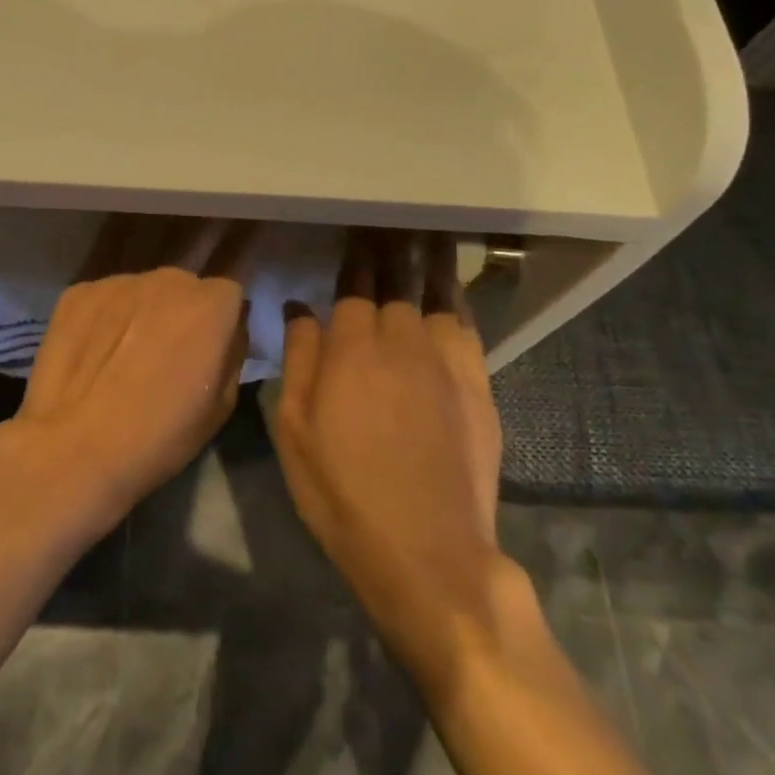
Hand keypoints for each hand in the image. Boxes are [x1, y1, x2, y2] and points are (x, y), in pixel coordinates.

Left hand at [0, 215, 251, 530]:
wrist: (76, 447)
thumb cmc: (160, 435)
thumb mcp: (222, 405)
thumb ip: (232, 352)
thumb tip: (227, 331)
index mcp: (210, 304)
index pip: (228, 296)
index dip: (219, 325)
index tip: (206, 354)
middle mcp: (167, 279)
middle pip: (183, 288)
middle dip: (180, 314)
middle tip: (165, 357)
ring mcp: (117, 282)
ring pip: (142, 291)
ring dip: (141, 314)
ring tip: (122, 358)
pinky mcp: (77, 292)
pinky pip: (104, 299)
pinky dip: (104, 319)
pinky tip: (93, 356)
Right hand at [274, 230, 511, 678]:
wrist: (426, 549)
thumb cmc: (342, 492)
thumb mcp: (296, 431)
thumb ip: (300, 361)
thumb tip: (301, 308)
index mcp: (351, 349)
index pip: (353, 289)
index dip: (354, 262)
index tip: (356, 236)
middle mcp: (400, 341)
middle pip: (396, 284)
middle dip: (391, 252)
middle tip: (393, 224)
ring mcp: (446, 362)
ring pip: (436, 297)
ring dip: (429, 265)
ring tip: (428, 239)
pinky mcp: (478, 387)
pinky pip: (467, 329)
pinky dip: (459, 303)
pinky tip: (455, 294)